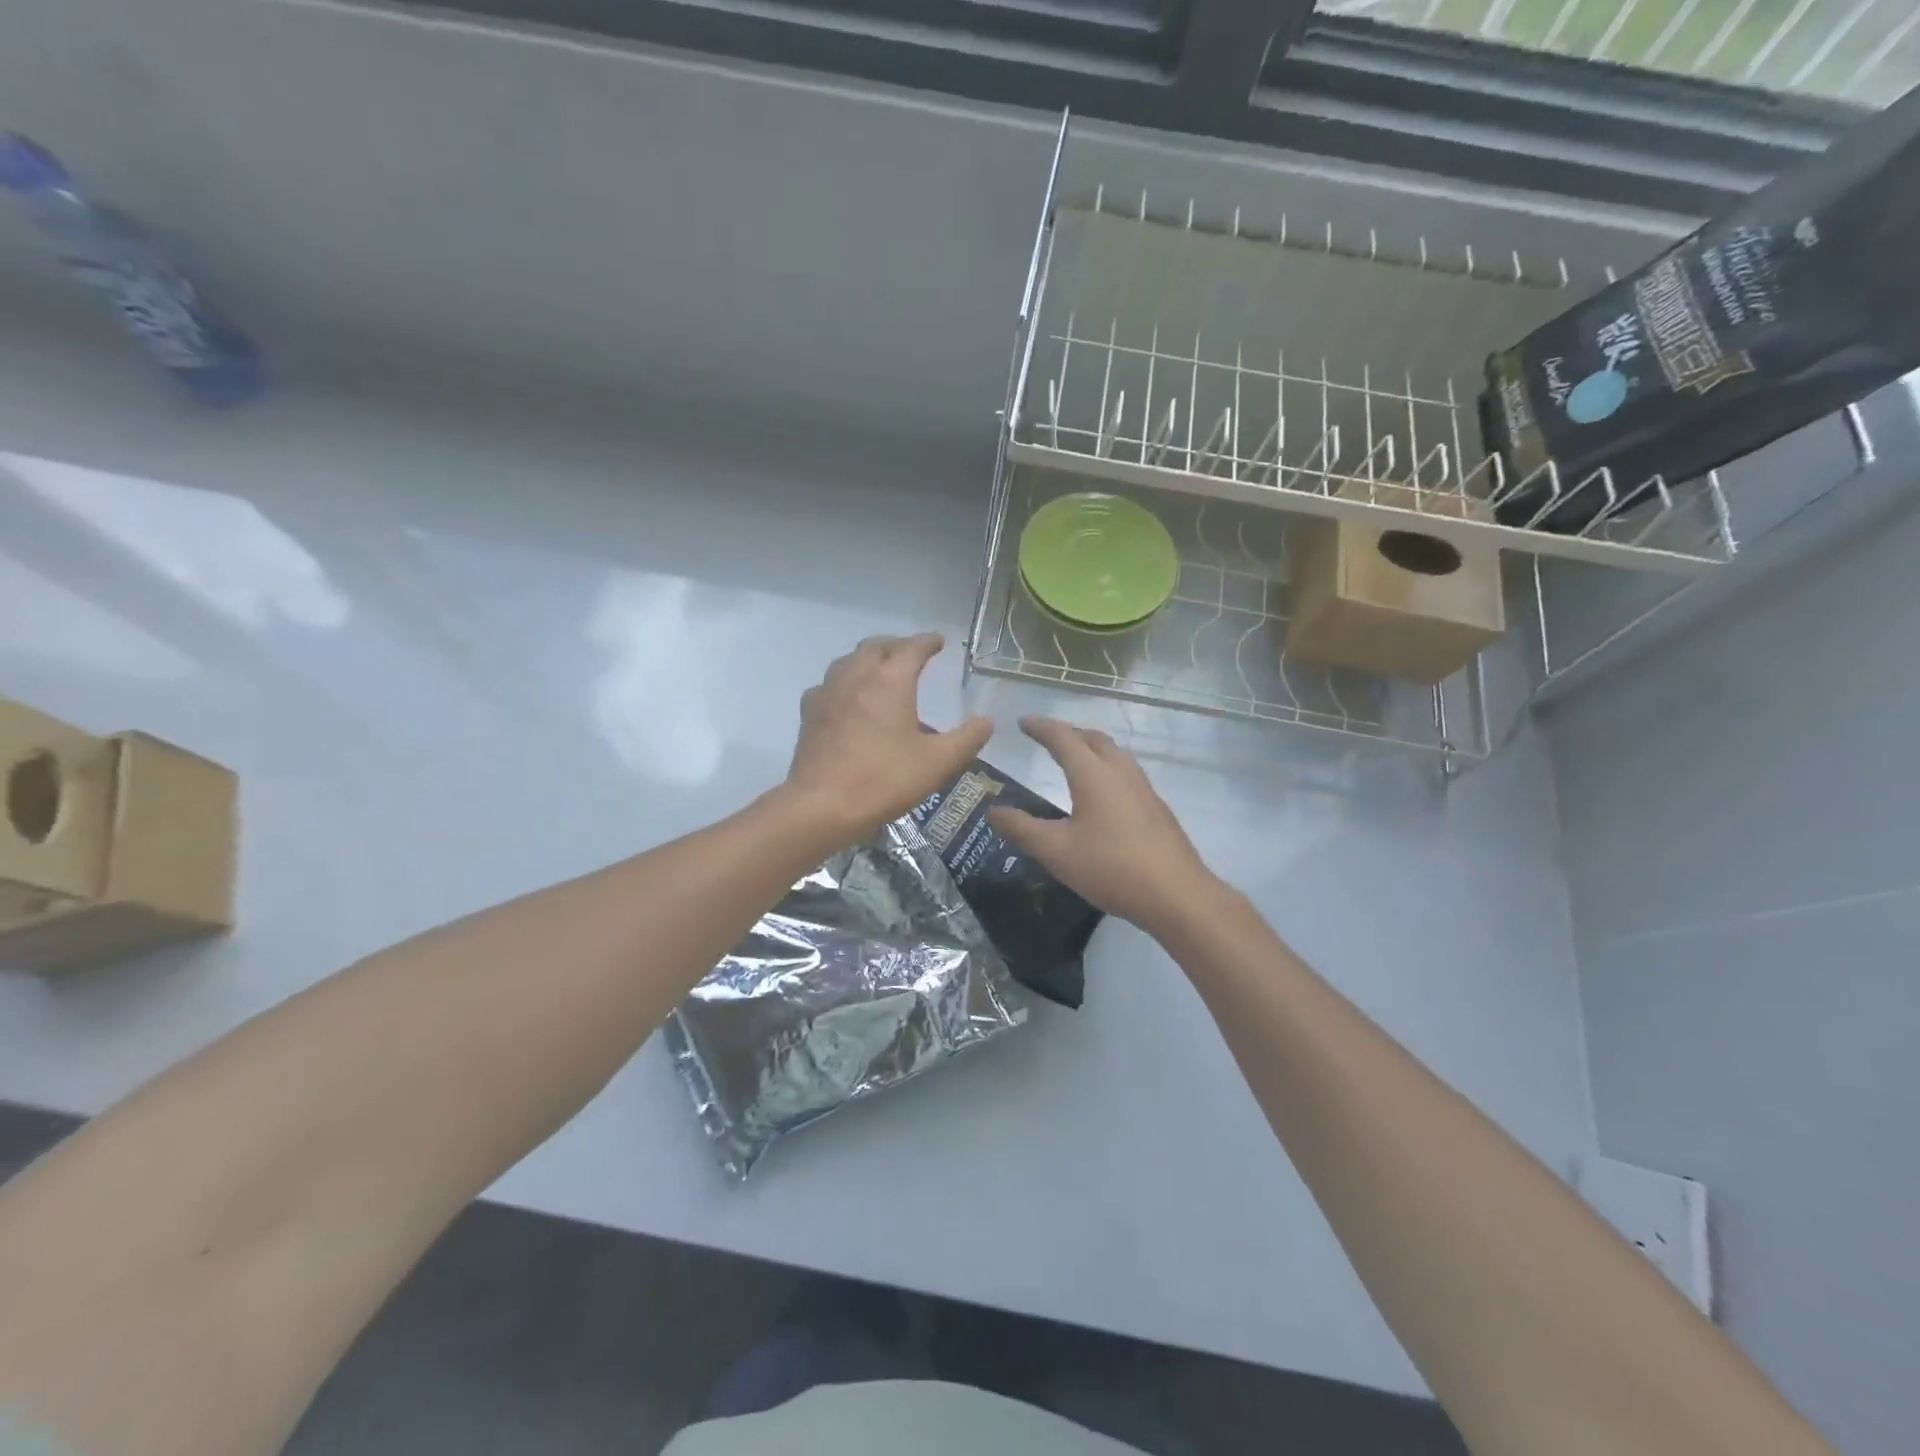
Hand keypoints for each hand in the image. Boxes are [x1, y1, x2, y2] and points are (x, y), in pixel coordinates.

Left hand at [784, 633, 991, 842]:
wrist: (822, 805)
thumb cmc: (885, 779)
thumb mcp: (938, 762)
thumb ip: (967, 739)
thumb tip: (986, 721)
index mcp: (891, 679)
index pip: (912, 647)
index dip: (928, 642)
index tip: (939, 641)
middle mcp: (857, 676)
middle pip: (876, 646)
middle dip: (896, 645)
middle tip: (911, 655)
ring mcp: (828, 693)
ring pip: (848, 661)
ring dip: (867, 660)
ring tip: (880, 673)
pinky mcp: (809, 714)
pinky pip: (828, 686)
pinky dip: (844, 684)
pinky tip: (848, 702)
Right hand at [987, 717, 1220, 937]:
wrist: (1175, 894)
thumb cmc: (1110, 867)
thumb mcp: (1056, 851)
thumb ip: (1022, 829)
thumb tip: (993, 811)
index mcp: (1092, 774)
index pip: (1062, 738)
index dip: (1041, 727)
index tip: (1023, 722)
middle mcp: (1120, 772)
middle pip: (1093, 739)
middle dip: (1069, 734)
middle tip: (1048, 739)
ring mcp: (1144, 788)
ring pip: (1115, 755)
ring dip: (1092, 749)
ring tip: (1076, 760)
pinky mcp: (1157, 808)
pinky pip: (1127, 774)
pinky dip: (1108, 770)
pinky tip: (1104, 796)